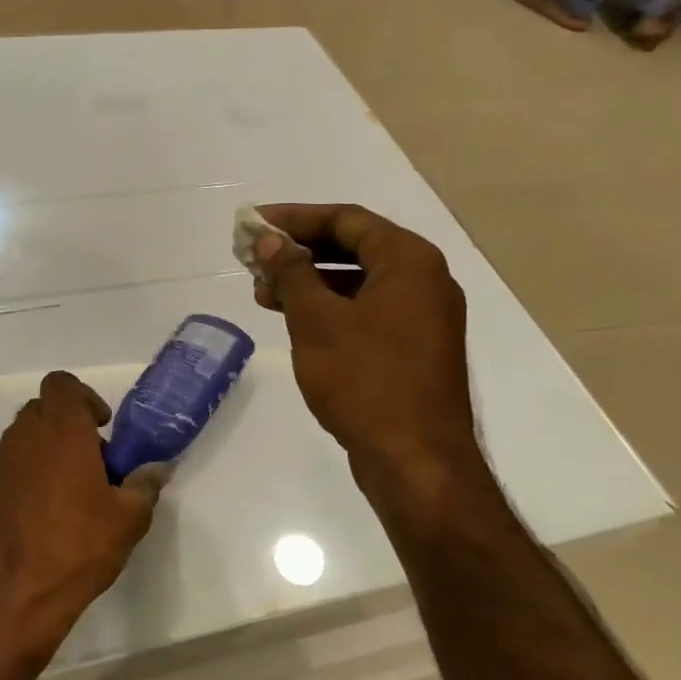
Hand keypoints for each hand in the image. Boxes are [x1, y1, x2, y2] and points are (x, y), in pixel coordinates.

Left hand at [0, 371, 168, 655]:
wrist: (11, 598)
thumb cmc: (78, 548)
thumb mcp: (128, 519)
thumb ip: (145, 485)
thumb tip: (158, 468)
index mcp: (61, 432)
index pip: (61, 384)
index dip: (83, 397)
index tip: (101, 428)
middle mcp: (23, 439)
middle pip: (42, 409)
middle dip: (67, 425)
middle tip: (92, 461)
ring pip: (23, 439)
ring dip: (46, 451)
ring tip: (70, 493)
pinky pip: (8, 469)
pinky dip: (27, 477)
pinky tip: (43, 518)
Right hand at [251, 203, 491, 508]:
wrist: (416, 461)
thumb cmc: (365, 382)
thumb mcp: (317, 321)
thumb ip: (292, 274)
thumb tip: (269, 240)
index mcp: (409, 261)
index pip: (347, 220)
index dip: (296, 218)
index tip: (255, 224)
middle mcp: (425, 281)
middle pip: (355, 248)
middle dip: (301, 252)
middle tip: (255, 259)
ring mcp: (424, 318)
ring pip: (360, 284)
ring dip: (312, 283)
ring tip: (264, 294)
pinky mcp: (415, 350)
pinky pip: (369, 313)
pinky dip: (332, 310)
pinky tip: (297, 323)